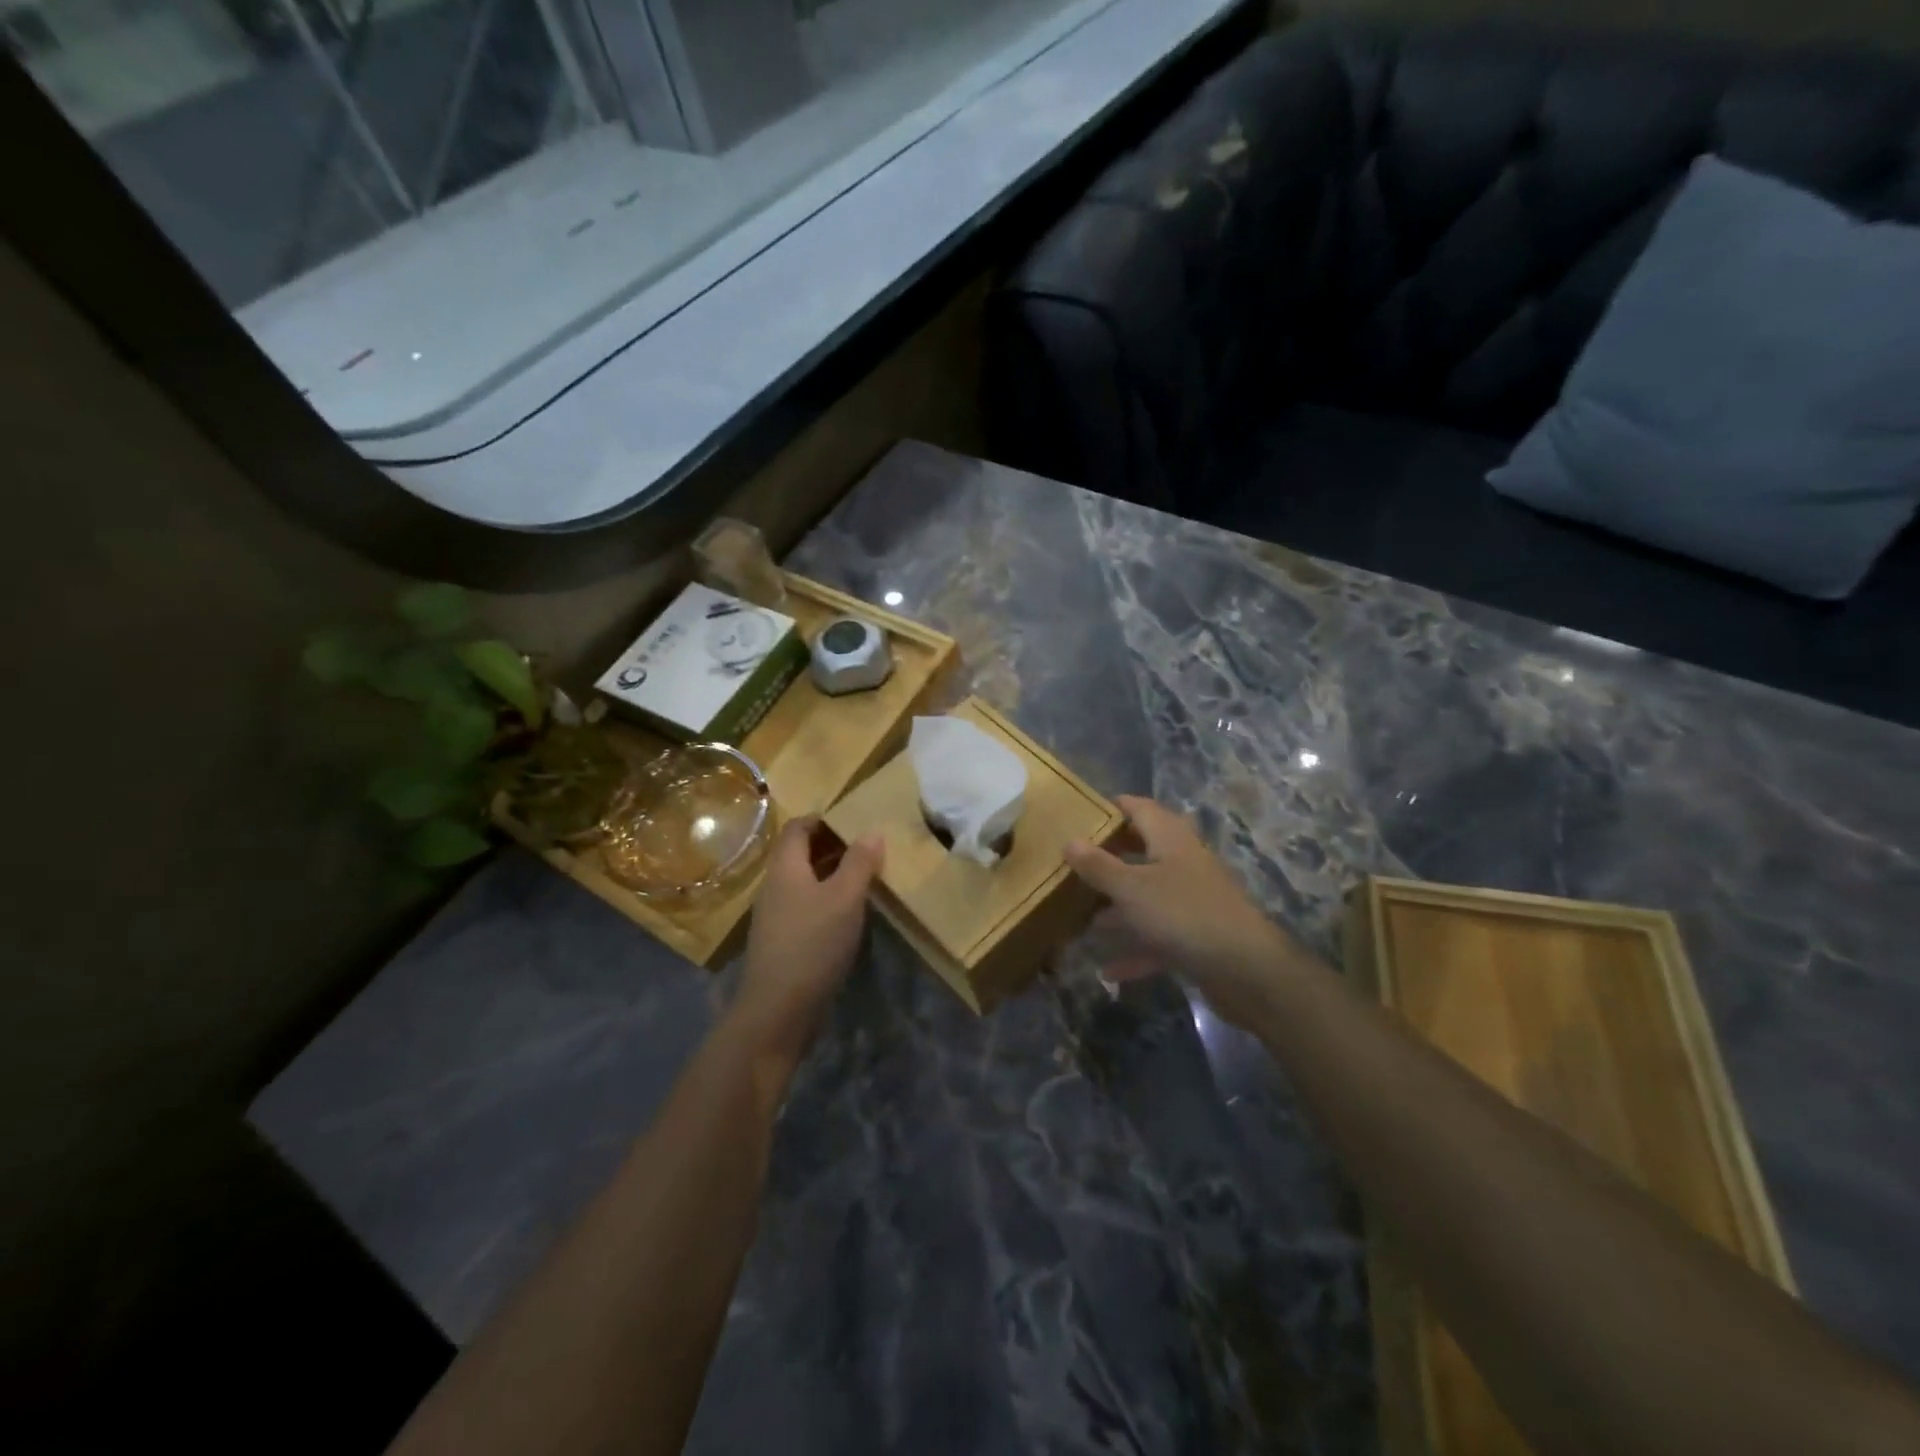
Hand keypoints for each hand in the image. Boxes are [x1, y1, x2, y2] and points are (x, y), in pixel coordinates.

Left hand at [732, 817, 882, 1063]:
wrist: (778, 1009)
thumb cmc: (812, 943)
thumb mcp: (845, 898)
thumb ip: (859, 862)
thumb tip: (872, 832)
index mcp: (785, 867)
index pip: (798, 827)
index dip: (823, 819)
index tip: (854, 820)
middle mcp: (774, 885)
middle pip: (800, 853)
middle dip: (832, 846)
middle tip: (867, 847)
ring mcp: (775, 915)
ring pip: (804, 881)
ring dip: (831, 874)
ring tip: (865, 877)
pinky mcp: (782, 941)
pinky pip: (805, 906)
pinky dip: (826, 900)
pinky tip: (849, 914)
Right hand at [1065, 796, 1317, 1026]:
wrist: (1246, 970)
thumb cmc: (1184, 914)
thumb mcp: (1131, 889)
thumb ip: (1098, 866)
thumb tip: (1070, 840)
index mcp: (1171, 839)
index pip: (1140, 808)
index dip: (1113, 808)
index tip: (1082, 814)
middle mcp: (1183, 864)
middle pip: (1144, 852)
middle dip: (1111, 858)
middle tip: (1074, 865)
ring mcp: (1192, 902)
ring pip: (1148, 897)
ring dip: (1119, 908)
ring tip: (1082, 917)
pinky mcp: (1196, 937)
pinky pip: (1158, 938)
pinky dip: (1136, 950)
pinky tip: (1108, 970)